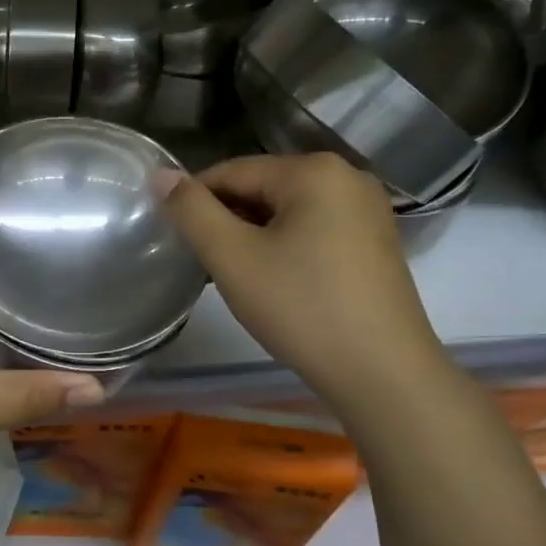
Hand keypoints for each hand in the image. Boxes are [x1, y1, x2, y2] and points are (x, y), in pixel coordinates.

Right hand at [161, 153, 450, 413]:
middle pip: (263, 187)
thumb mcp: (232, 257)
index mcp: (314, 170)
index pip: (233, 171)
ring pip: (287, 211)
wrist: (384, 375)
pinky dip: (285, 246)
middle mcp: (347, 177)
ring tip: (235, 274)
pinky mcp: (375, 242)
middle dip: (227, 219)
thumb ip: (191, 210)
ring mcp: (368, 210)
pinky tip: (274, 280)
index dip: (195, 200)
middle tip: (204, 261)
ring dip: (253, 235)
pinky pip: (314, 229)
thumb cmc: (302, 308)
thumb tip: (161, 174)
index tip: (174, 235)